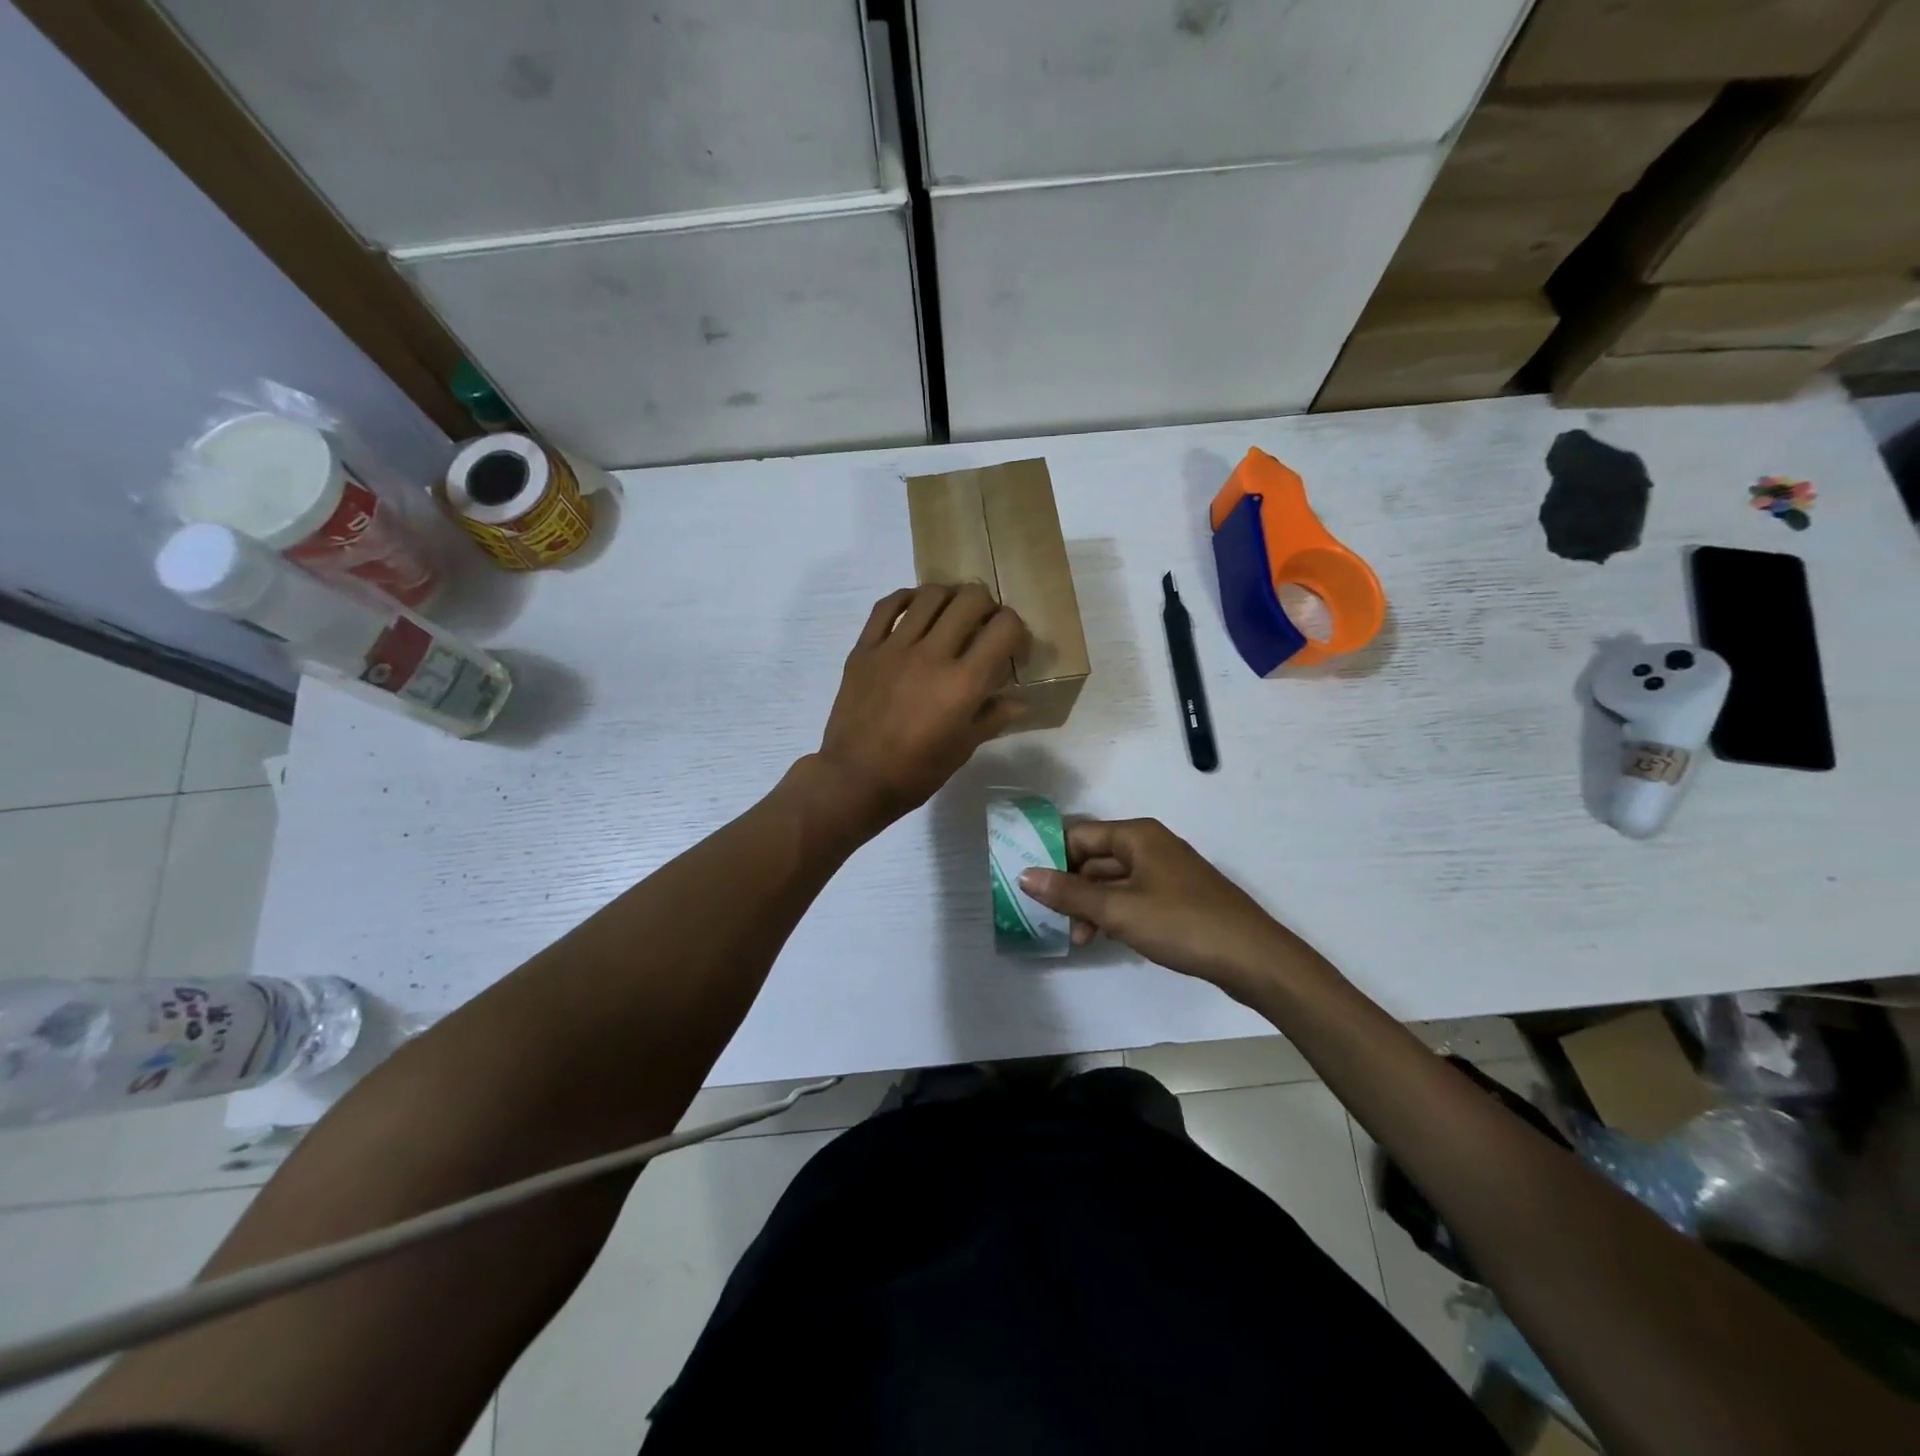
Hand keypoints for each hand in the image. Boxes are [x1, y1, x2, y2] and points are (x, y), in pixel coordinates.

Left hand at [811, 584, 1029, 836]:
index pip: (1004, 628)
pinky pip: (886, 606)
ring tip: (951, 615)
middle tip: (984, 627)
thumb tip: (1019, 701)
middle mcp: (932, 654)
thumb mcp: (962, 749)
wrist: (855, 779)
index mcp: (964, 683)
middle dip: (988, 607)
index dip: (1018, 631)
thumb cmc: (915, 772)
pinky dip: (907, 598)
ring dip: (950, 598)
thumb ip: (992, 717)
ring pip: (930, 595)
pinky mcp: (865, 648)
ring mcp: (895, 647)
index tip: (1013, 649)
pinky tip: (916, 608)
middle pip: (971, 599)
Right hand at [1019, 819, 1302, 997]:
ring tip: (1081, 938)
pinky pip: (1133, 896)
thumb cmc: (1181, 924)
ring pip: (1113, 880)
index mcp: (1136, 835)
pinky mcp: (1177, 896)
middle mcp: (1150, 845)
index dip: (1052, 859)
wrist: (1253, 957)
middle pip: (1095, 858)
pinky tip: (1108, 938)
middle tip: (1053, 921)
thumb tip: (1024, 875)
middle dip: (1071, 888)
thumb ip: (1069, 893)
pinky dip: (1115, 912)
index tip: (1031, 889)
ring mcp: (1166, 871)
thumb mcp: (1117, 910)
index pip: (1078, 835)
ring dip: (1092, 905)